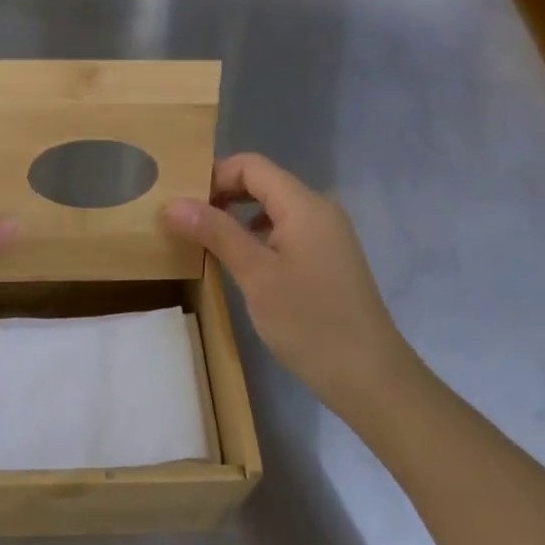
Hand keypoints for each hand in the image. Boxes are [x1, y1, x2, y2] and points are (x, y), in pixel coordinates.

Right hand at [164, 153, 413, 420]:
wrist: (371, 379)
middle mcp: (319, 210)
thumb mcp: (255, 275)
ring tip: (208, 240)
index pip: (251, 165)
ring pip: (274, 207)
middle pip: (263, 182)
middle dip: (223, 194)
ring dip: (238, 215)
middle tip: (188, 221)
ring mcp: (328, 235)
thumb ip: (216, 232)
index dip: (214, 175)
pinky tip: (243, 262)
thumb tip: (173, 203)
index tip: (183, 203)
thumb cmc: (309, 322)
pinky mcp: (329, 259)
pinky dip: (258, 234)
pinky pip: (287, 229)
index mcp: (304, 205)